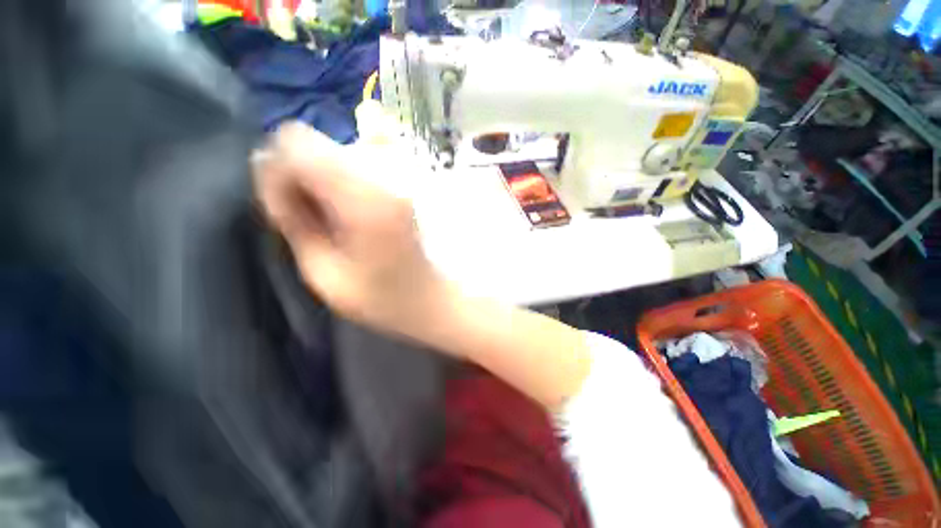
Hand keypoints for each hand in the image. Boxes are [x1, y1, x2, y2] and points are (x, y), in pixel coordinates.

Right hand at [253, 122, 446, 340]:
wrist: (429, 297)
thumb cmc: (381, 297)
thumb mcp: (323, 273)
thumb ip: (293, 221)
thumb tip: (271, 178)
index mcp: (364, 199)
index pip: (297, 141)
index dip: (277, 170)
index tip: (283, 208)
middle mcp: (386, 175)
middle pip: (317, 141)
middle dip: (297, 171)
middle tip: (307, 215)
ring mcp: (402, 174)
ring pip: (338, 148)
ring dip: (321, 173)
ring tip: (332, 215)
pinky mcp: (406, 180)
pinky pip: (361, 157)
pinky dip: (345, 175)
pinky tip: (353, 206)